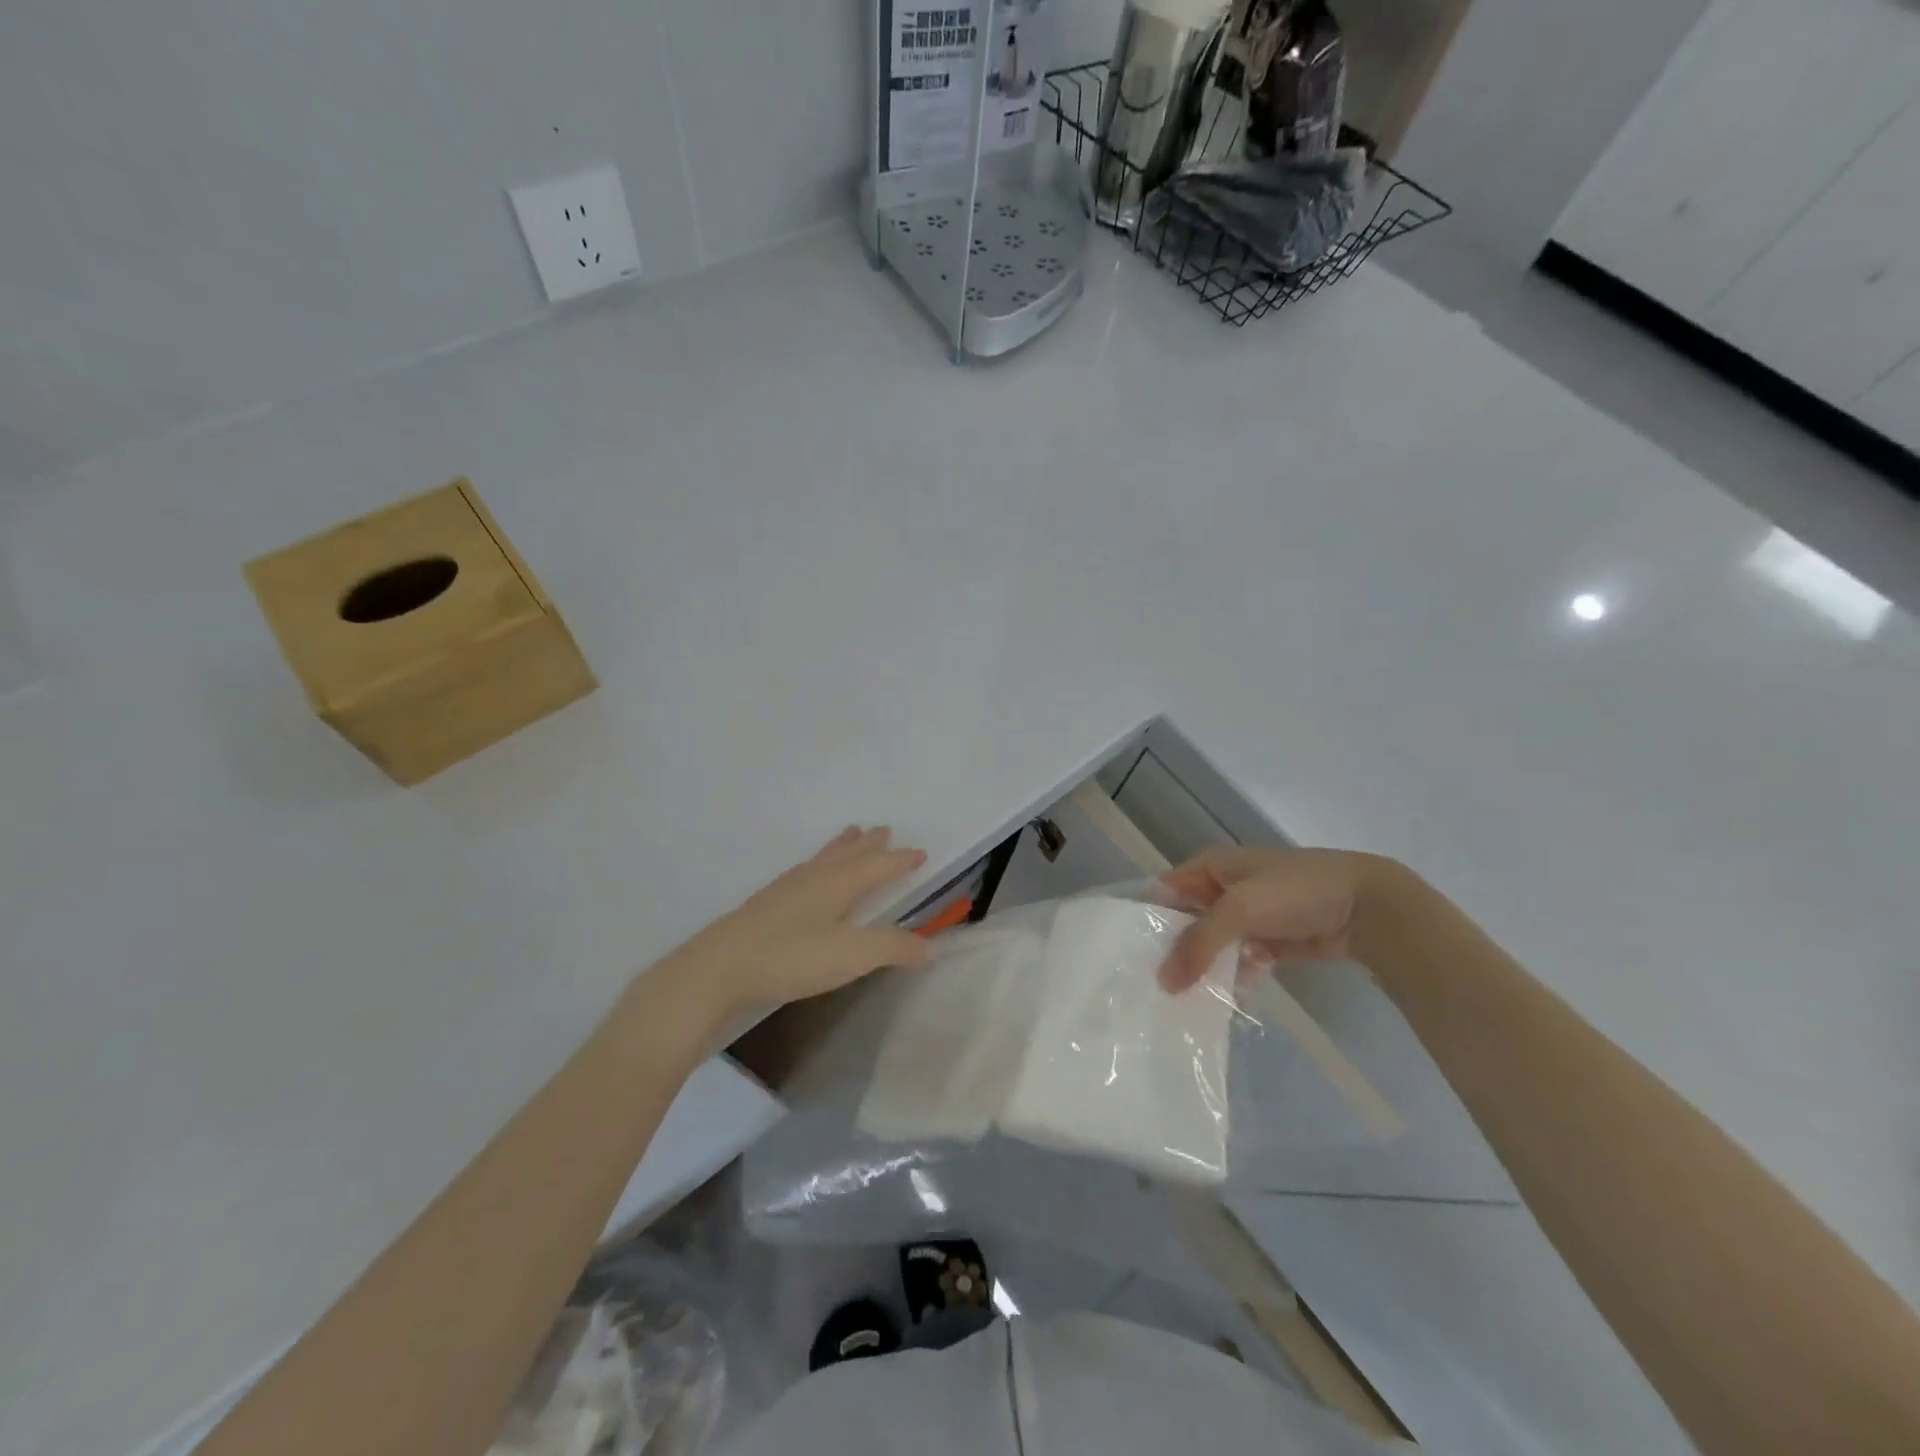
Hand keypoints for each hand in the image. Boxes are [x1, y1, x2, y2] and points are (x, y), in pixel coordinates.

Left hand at [671, 826, 930, 1019]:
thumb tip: (929, 946)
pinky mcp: (767, 903)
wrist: (719, 967)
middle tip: (885, 830)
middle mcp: (815, 877)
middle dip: (870, 844)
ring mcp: (787, 888)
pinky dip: (819, 862)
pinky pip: (805, 870)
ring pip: (823, 858)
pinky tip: (809, 875)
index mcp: (838, 883)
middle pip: (849, 853)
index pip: (878, 865)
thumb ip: (892, 948)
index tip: (920, 852)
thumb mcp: (851, 956)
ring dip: (842, 846)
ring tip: (852, 834)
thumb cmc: (791, 957)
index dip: (901, 860)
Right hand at [1157, 846, 1389, 992]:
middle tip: (1149, 985)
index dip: (1146, 919)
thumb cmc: (1293, 892)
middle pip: (1187, 920)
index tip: (1126, 955)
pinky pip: (1240, 960)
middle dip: (1172, 949)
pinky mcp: (1272, 941)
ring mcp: (1250, 916)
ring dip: (1202, 967)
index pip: (1165, 891)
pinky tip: (1221, 1000)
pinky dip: (1232, 977)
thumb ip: (1198, 945)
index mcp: (1211, 867)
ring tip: (1179, 1000)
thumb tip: (1163, 983)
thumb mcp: (1238, 909)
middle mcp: (1225, 888)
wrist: (1367, 907)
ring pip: (1213, 944)